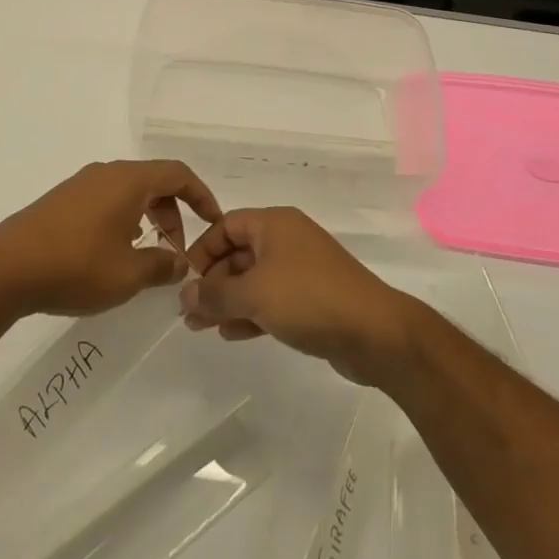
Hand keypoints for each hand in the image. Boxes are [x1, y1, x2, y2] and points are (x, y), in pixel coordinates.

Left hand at [0, 160, 221, 318]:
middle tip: (177, 249)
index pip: (177, 174)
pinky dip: (122, 218)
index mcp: (128, 181)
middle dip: (173, 212)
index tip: (214, 221)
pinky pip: (105, 200)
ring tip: (148, 253)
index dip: (201, 195)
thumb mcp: (127, 275)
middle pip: (153, 181)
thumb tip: (181, 262)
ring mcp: (80, 185)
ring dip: (147, 216)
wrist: (4, 270)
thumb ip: (161, 266)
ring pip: (128, 191)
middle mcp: (106, 173)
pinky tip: (113, 251)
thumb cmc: (75, 267)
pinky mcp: (61, 201)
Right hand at [178, 207, 415, 383]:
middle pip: (238, 253)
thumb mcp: (254, 294)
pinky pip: (272, 299)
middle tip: (190, 314)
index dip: (202, 250)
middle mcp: (287, 240)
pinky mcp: (312, 298)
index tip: (184, 281)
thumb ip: (215, 294)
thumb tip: (184, 294)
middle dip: (213, 282)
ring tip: (202, 329)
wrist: (375, 332)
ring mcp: (301, 269)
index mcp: (274, 224)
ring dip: (228, 301)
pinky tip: (232, 334)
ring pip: (254, 279)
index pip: (226, 225)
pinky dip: (251, 313)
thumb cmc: (309, 299)